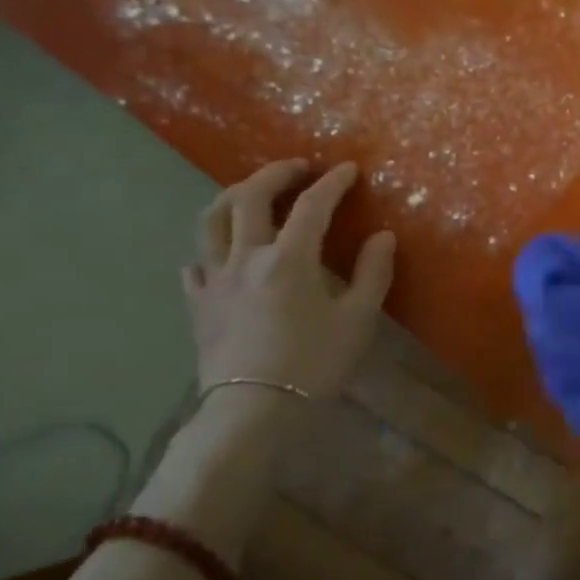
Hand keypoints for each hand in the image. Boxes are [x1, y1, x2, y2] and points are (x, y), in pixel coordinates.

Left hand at [183, 160, 394, 400]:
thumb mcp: (358, 319)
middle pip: (250, 197)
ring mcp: (215, 279)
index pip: (312, 205)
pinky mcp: (198, 304)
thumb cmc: (313, 363)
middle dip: (275, 173)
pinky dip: (210, 248)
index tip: (349, 169)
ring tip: (253, 193)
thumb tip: (383, 236)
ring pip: (211, 220)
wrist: (252, 411)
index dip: (333, 183)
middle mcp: (246, 257)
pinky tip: (222, 254)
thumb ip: (373, 272)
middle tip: (298, 169)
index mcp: (289, 258)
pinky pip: (196, 263)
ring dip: (234, 196)